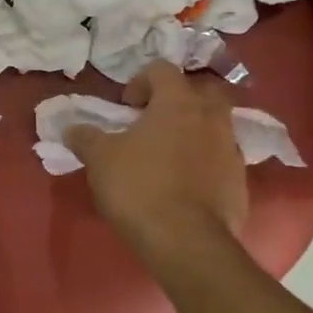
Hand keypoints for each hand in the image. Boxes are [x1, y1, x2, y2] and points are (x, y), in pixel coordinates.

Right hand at [66, 62, 247, 270]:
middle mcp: (211, 117)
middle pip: (201, 91)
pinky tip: (186, 185)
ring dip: (195, 131)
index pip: (163, 69)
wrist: (188, 243)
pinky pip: (222, 160)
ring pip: (216, 125)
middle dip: (179, 100)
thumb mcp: (100, 159)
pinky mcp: (241, 182)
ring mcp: (231, 149)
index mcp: (178, 101)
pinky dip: (206, 163)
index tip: (126, 106)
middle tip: (155, 121)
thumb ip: (85, 137)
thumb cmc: (140, 187)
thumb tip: (71, 128)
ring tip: (170, 155)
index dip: (141, 81)